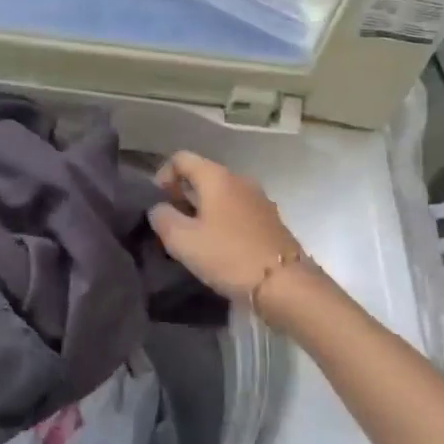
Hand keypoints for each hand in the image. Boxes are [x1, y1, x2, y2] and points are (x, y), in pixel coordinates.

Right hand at [148, 151, 305, 306]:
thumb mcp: (183, 240)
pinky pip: (237, 210)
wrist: (285, 284)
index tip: (158, 202)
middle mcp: (240, 180)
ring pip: (221, 194)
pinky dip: (222, 220)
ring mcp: (259, 199)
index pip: (182, 158)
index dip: (163, 175)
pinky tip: (218, 246)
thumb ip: (163, 218)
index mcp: (217, 176)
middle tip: (171, 222)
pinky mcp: (270, 220)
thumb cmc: (228, 256)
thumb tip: (159, 208)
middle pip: (203, 175)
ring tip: (192, 237)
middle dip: (182, 194)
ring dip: (203, 209)